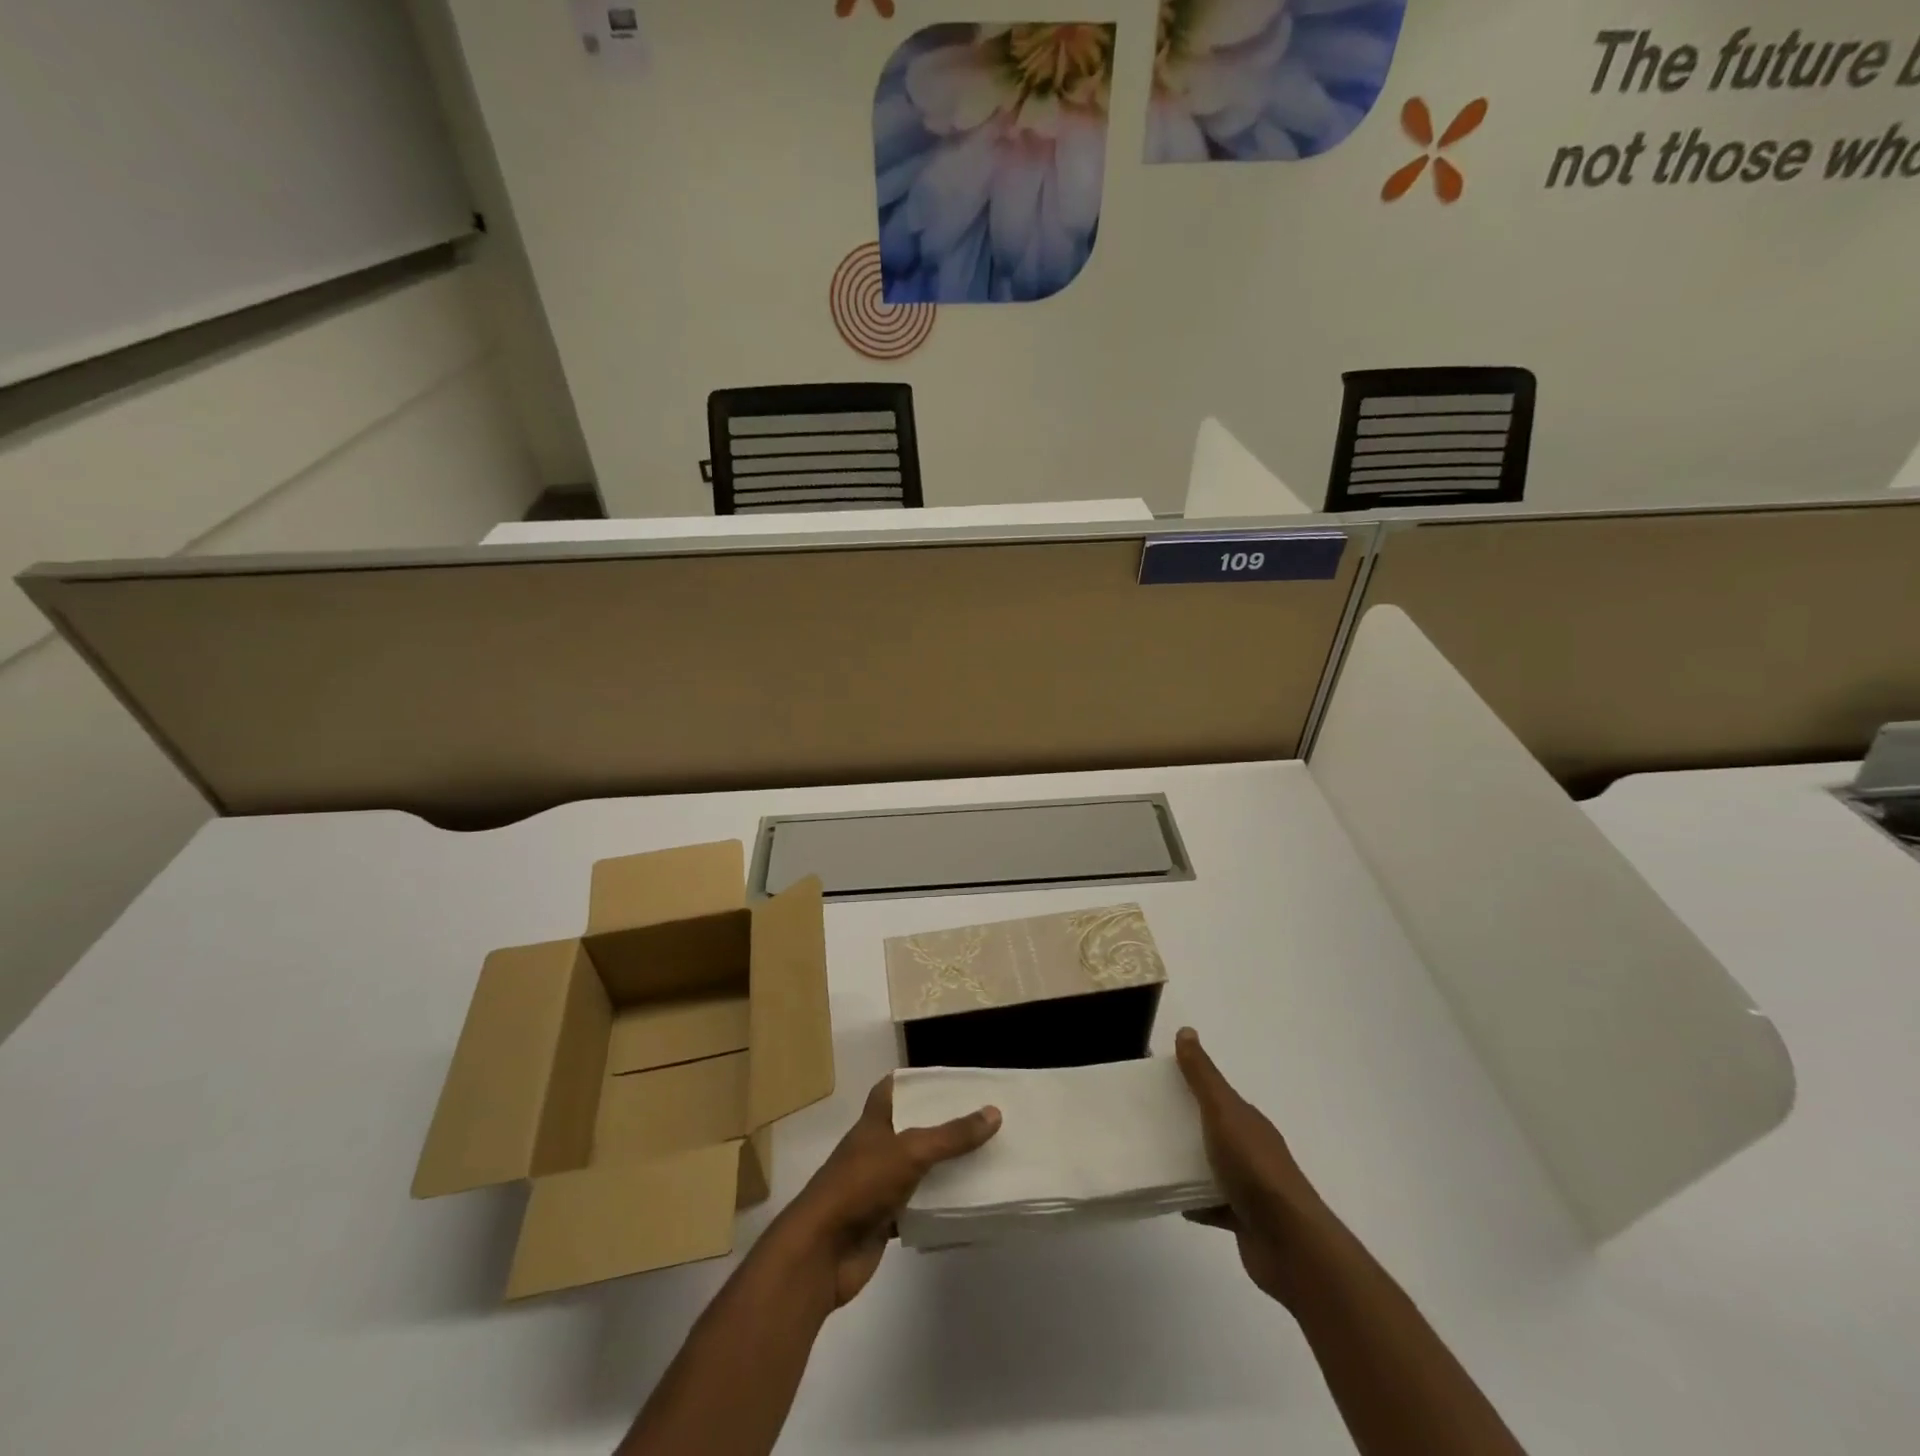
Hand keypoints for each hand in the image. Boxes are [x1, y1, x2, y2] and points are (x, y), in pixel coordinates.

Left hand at [769, 1075, 1000, 1308]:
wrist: (822, 1253)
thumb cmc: (861, 1185)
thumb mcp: (910, 1151)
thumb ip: (951, 1135)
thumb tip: (994, 1112)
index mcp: (874, 1122)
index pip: (891, 1089)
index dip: (916, 1082)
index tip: (949, 1081)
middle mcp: (875, 1149)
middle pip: (910, 1129)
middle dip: (941, 1125)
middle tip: (981, 1120)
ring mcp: (878, 1186)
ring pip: (917, 1170)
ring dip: (943, 1167)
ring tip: (984, 1158)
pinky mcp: (883, 1221)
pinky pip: (917, 1207)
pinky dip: (938, 1206)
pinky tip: (966, 1205)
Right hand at [1177, 1026, 1333, 1309]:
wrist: (1289, 1242)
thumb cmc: (1254, 1168)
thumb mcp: (1223, 1112)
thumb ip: (1203, 1076)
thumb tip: (1186, 1031)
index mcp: (1247, 1120)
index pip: (1215, 1093)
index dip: (1188, 1084)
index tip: (1154, 1081)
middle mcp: (1250, 1148)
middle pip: (1212, 1127)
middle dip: (1184, 1121)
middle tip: (1145, 1117)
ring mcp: (1249, 1186)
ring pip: (1211, 1166)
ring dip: (1187, 1161)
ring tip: (1151, 1156)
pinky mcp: (1242, 1219)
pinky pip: (1211, 1204)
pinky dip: (1193, 1201)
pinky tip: (1172, 1198)